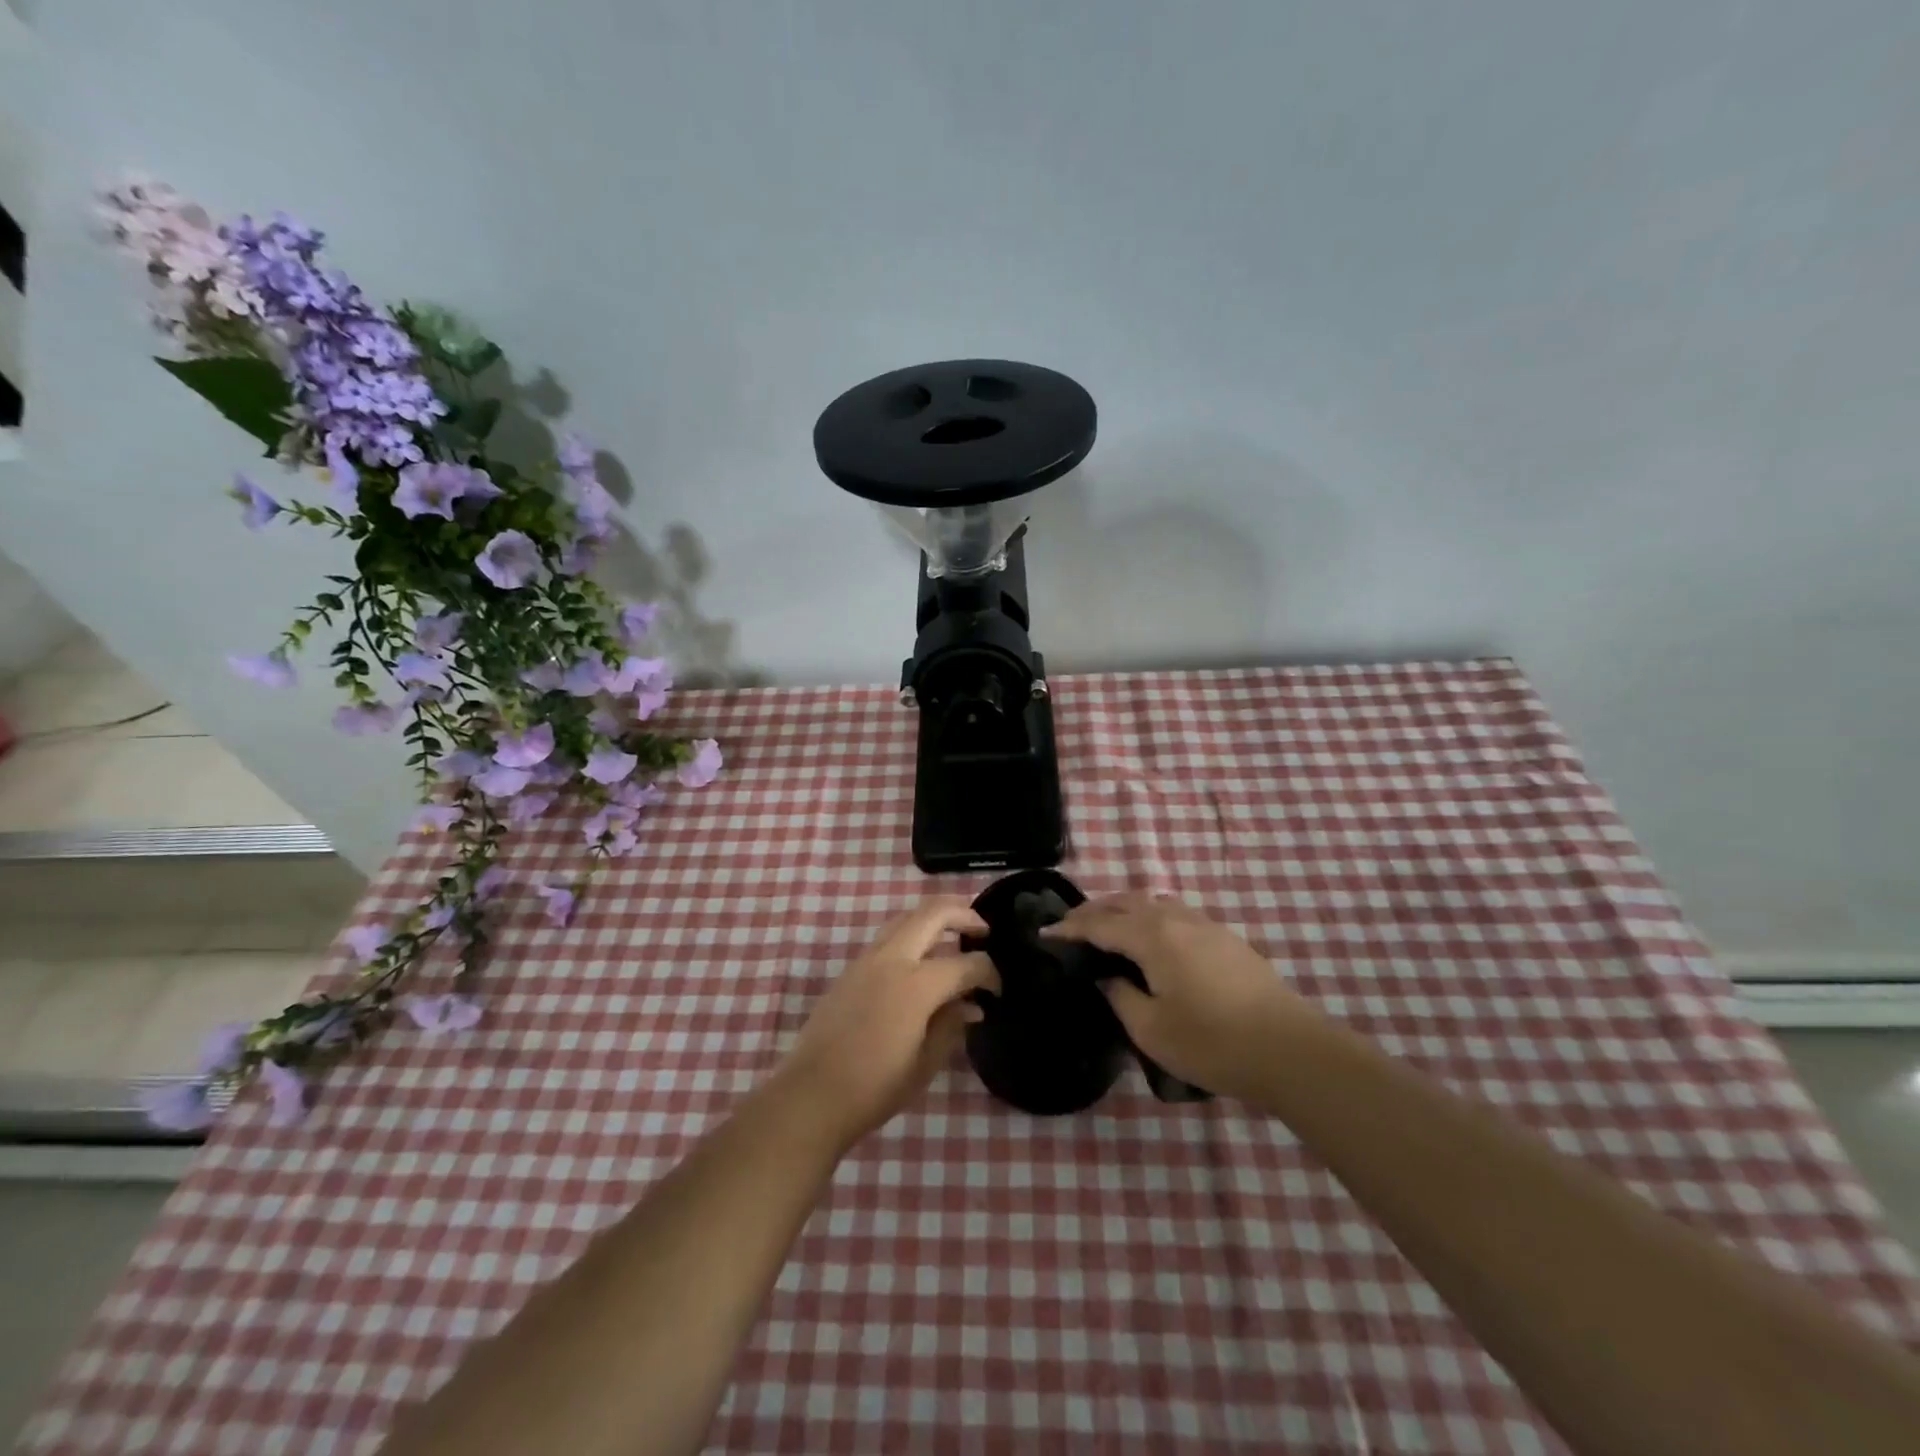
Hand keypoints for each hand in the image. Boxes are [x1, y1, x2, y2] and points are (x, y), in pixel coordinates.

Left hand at [776, 898, 998, 1149]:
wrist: (811, 1095)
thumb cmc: (874, 1087)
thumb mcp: (924, 1063)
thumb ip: (952, 1026)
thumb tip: (972, 1006)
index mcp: (916, 984)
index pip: (965, 963)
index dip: (989, 973)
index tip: (997, 990)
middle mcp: (892, 959)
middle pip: (933, 913)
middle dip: (964, 914)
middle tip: (983, 930)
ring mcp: (867, 960)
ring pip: (906, 917)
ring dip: (934, 918)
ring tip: (954, 935)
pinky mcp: (850, 969)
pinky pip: (888, 936)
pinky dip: (912, 933)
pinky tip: (921, 959)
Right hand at [1047, 893, 1313, 1102]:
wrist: (1289, 1049)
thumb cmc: (1212, 1042)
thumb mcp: (1151, 1029)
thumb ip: (1120, 996)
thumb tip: (1107, 977)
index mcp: (1152, 936)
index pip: (1099, 924)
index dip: (1069, 928)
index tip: (1045, 933)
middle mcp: (1176, 919)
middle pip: (1126, 902)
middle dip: (1094, 910)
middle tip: (1071, 926)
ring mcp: (1205, 924)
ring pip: (1153, 902)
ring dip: (1124, 908)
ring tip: (1108, 926)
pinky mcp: (1226, 937)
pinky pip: (1175, 912)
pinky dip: (1151, 915)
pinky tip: (1152, 937)